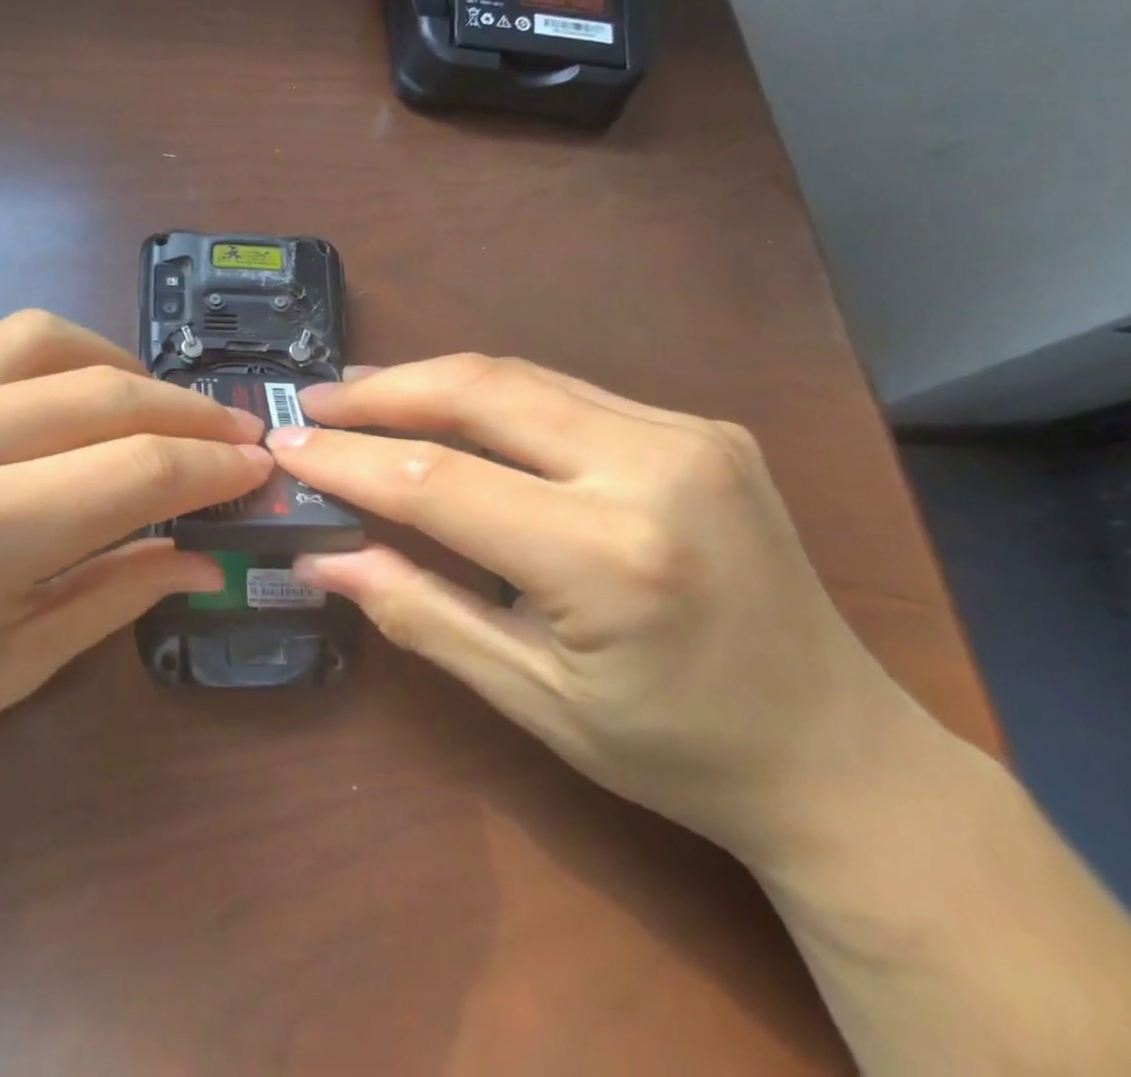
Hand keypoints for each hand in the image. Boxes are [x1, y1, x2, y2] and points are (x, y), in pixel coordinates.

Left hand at [0, 310, 270, 838]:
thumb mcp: (9, 668)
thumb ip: (118, 592)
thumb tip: (203, 553)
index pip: (133, 472)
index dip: (211, 468)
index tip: (257, 468)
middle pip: (100, 392)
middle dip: (185, 413)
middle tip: (232, 434)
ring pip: (43, 339)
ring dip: (120, 367)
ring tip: (158, 407)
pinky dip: (49, 367)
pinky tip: (66, 406)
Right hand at [267, 355, 922, 862]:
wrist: (844, 754)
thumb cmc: (676, 750)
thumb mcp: (530, 697)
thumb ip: (419, 612)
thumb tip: (322, 559)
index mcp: (611, 558)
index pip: (439, 481)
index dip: (348, 458)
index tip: (285, 445)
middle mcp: (655, 469)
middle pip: (480, 392)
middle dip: (382, 392)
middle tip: (314, 400)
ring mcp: (687, 434)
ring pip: (519, 376)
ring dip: (427, 381)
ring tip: (359, 395)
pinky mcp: (698, 426)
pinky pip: (562, 391)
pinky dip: (486, 393)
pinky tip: (444, 407)